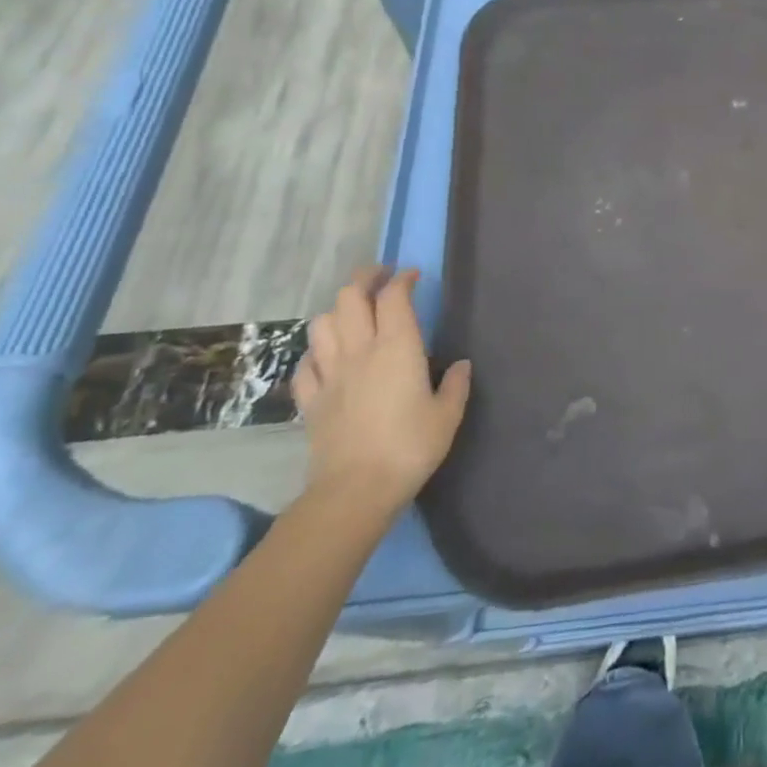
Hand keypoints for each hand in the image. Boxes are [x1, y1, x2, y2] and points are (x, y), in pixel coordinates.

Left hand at [293, 267, 471, 515]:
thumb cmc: (410, 447)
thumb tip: (460, 365)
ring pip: (322, 323)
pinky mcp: (311, 400)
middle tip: (381, 278)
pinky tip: (327, 357)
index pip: (394, 296)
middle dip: (365, 279)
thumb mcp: (448, 415)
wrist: (355, 490)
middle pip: (350, 297)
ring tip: (353, 313)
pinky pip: (306, 364)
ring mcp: (330, 374)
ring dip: (338, 310)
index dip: (402, 280)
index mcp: (398, 347)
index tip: (413, 276)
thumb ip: (456, 384)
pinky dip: (316, 352)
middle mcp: (360, 350)